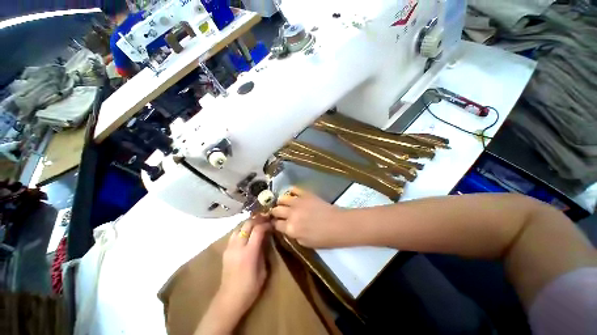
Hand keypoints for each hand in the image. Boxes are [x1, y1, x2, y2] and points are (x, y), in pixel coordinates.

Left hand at [197, 217, 269, 334]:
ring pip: (239, 227)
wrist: (229, 299)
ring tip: (257, 223)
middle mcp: (238, 247)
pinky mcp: (225, 250)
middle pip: (247, 224)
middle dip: (257, 219)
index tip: (272, 223)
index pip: (258, 230)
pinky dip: (242, 229)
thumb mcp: (263, 270)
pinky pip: (234, 233)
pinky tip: (247, 231)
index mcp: (249, 253)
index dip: (266, 224)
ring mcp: (229, 248)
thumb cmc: (250, 288)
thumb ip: (263, 251)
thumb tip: (266, 238)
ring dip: (249, 223)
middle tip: (265, 219)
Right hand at [271, 187, 345, 247]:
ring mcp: (298, 202)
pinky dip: (291, 191)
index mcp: (290, 228)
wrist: (337, 224)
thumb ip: (293, 235)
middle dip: (274, 212)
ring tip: (283, 203)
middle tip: (277, 213)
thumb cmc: (323, 238)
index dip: (274, 224)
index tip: (275, 223)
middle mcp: (291, 214)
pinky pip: (294, 189)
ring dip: (281, 202)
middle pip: (276, 210)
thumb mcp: (305, 243)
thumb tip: (288, 228)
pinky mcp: (305, 194)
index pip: (275, 224)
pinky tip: (292, 195)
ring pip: (282, 198)